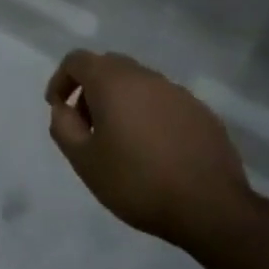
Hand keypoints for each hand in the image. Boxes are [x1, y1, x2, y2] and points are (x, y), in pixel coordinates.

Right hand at [45, 50, 255, 247]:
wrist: (210, 208)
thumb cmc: (136, 182)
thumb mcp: (84, 160)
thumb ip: (64, 127)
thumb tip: (64, 108)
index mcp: (113, 83)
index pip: (77, 60)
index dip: (61, 80)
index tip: (58, 108)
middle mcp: (146, 78)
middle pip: (109, 66)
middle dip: (90, 89)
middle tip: (87, 125)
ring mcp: (178, 93)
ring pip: (138, 83)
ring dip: (121, 101)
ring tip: (120, 141)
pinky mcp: (202, 113)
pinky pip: (164, 102)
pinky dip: (149, 114)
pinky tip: (153, 149)